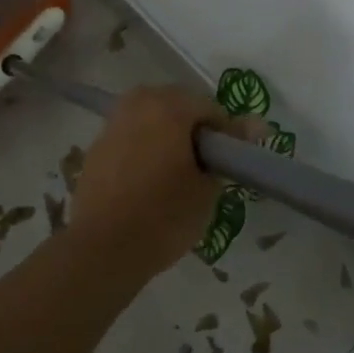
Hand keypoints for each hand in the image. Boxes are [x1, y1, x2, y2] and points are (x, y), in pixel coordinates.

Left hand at [68, 86, 242, 279]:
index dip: (226, 135)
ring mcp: (113, 122)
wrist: (102, 249)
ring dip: (168, 136)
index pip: (211, 108)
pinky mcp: (97, 145)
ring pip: (152, 118)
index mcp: (168, 106)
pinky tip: (149, 179)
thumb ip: (229, 150)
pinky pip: (132, 135)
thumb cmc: (164, 216)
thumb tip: (256, 125)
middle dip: (195, 129)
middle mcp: (138, 103)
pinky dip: (145, 147)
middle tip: (206, 165)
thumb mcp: (207, 187)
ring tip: (177, 172)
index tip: (230, 163)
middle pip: (178, 105)